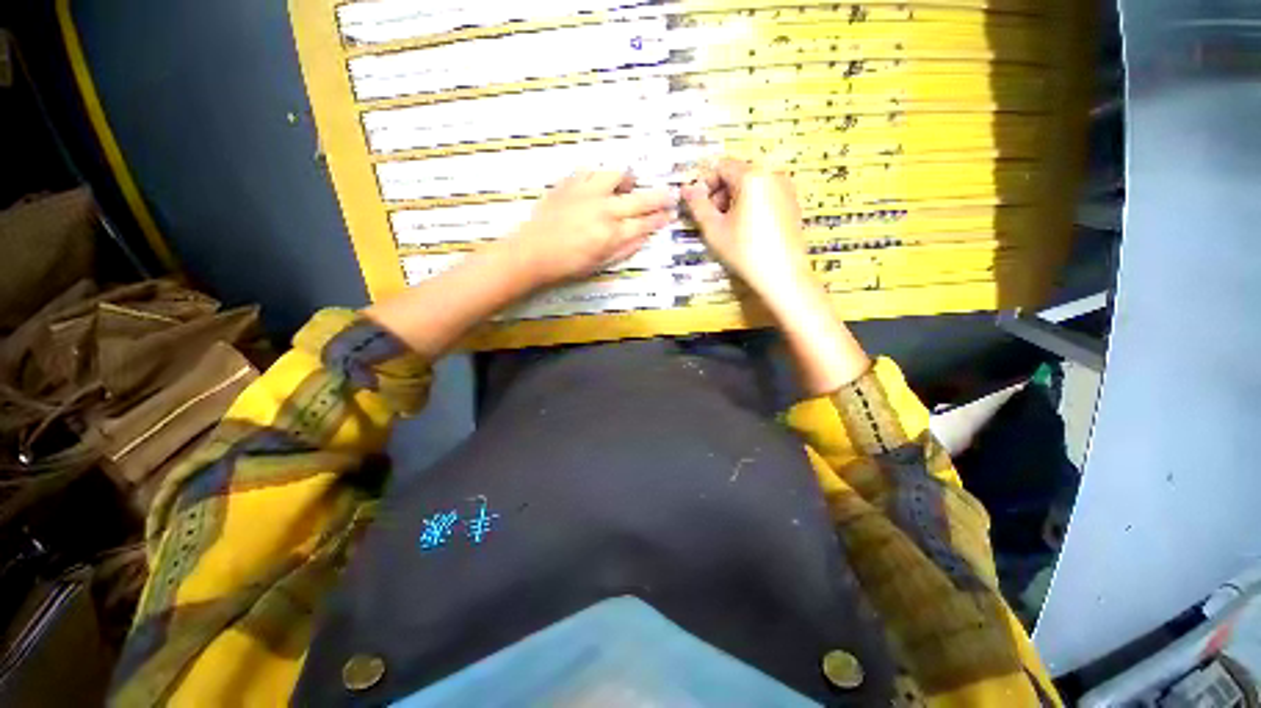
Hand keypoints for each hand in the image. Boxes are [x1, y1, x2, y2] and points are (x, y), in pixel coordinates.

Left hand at [497, 170, 672, 289]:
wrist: (533, 252)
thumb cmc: (568, 265)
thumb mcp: (601, 264)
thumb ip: (625, 249)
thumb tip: (644, 236)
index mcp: (612, 234)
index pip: (645, 224)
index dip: (660, 219)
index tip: (670, 214)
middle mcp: (604, 209)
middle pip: (640, 199)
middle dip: (659, 197)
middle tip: (670, 194)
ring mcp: (586, 193)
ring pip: (616, 175)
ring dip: (627, 180)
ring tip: (628, 185)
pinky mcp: (569, 184)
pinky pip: (589, 171)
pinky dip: (598, 177)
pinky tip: (597, 185)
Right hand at [680, 159, 813, 304]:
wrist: (782, 274)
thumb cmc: (744, 251)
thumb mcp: (714, 229)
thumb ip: (698, 205)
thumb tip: (686, 188)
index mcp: (752, 176)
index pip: (721, 167)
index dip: (705, 185)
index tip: (697, 206)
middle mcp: (772, 174)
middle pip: (737, 175)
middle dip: (720, 194)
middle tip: (712, 220)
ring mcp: (786, 188)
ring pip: (751, 186)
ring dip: (734, 201)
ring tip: (728, 228)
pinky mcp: (792, 203)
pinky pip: (765, 195)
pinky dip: (751, 206)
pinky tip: (747, 230)